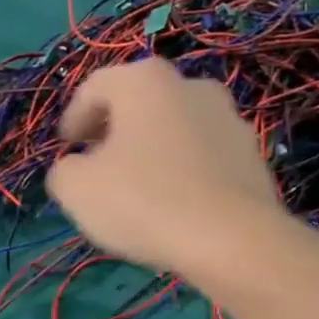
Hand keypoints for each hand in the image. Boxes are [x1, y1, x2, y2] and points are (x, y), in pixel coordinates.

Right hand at [47, 58, 282, 274]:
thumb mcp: (78, 189)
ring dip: (154, 148)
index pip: (96, 88)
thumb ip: (65, 170)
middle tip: (98, 163)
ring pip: (177, 128)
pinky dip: (186, 169)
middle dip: (116, 130)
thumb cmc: (145, 201)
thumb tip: (75, 168)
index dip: (74, 118)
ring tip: (139, 186)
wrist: (233, 238)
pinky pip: (205, 155)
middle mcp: (191, 85)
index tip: (66, 147)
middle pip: (141, 103)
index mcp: (145, 80)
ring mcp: (229, 118)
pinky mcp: (253, 153)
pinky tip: (177, 202)